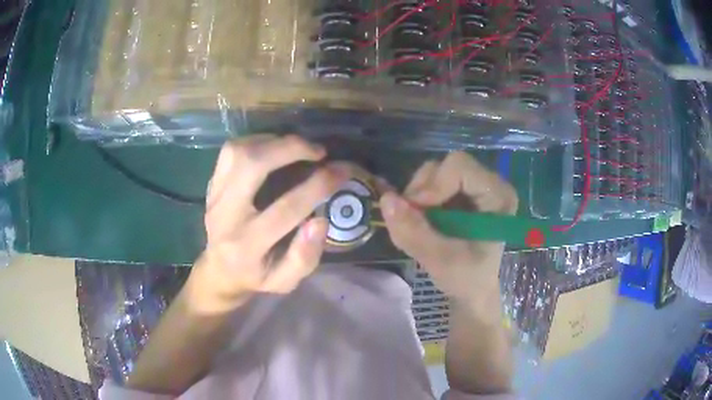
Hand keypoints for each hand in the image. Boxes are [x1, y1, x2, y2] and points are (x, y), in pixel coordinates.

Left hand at [185, 135, 349, 313]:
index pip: (286, 209)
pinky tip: (274, 149)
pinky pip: (230, 151)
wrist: (220, 270)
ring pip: (238, 152)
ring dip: (273, 141)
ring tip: (296, 148)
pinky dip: (256, 141)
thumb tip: (320, 220)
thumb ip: (304, 257)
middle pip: (252, 165)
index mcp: (247, 246)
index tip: (342, 170)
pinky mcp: (211, 184)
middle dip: (290, 149)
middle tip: (318, 151)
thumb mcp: (285, 281)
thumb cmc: (257, 276)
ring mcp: (214, 196)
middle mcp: (225, 216)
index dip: (319, 186)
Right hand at [380, 152, 517, 320]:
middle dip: (422, 191)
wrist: (472, 287)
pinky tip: (423, 223)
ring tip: (420, 225)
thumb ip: (415, 233)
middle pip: (444, 165)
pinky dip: (418, 201)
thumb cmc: (467, 277)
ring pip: (433, 172)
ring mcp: (473, 185)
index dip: (433, 185)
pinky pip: (430, 182)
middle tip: (415, 221)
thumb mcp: (441, 261)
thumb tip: (386, 199)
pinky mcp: (459, 191)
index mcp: (498, 195)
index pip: (459, 166)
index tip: (418, 213)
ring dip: (417, 197)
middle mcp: (488, 182)